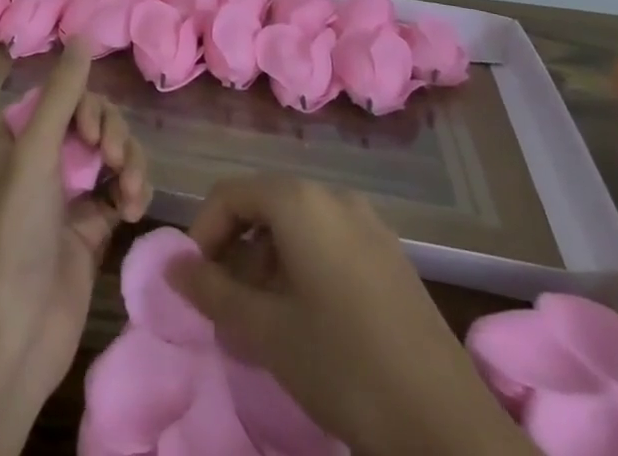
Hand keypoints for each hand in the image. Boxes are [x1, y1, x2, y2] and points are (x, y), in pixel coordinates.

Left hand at [0, 39, 152, 423]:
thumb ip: (65, 91)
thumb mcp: (36, 150)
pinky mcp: (92, 223)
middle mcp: (40, 154)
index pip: (66, 93)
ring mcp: (68, 190)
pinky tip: (132, 211)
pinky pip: (123, 186)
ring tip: (128, 197)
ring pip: (114, 151)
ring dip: (128, 165)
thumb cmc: (16, 230)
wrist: (16, 330)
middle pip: (94, 119)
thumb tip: (84, 33)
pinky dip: (133, 191)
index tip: (91, 136)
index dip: (87, 108)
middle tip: (111, 164)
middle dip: (112, 137)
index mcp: (15, 132)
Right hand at [167, 175, 530, 455]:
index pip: (231, 194)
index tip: (195, 282)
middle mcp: (333, 197)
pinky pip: (329, 242)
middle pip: (265, 205)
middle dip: (236, 250)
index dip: (203, 233)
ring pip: (298, 226)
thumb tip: (172, 264)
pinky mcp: (390, 254)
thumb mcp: (265, 331)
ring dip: (267, 262)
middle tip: (224, 305)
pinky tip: (306, 320)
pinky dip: (303, 267)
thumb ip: (213, 291)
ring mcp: (368, 223)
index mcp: (300, 201)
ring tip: (262, 319)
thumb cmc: (343, 366)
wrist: (446, 423)